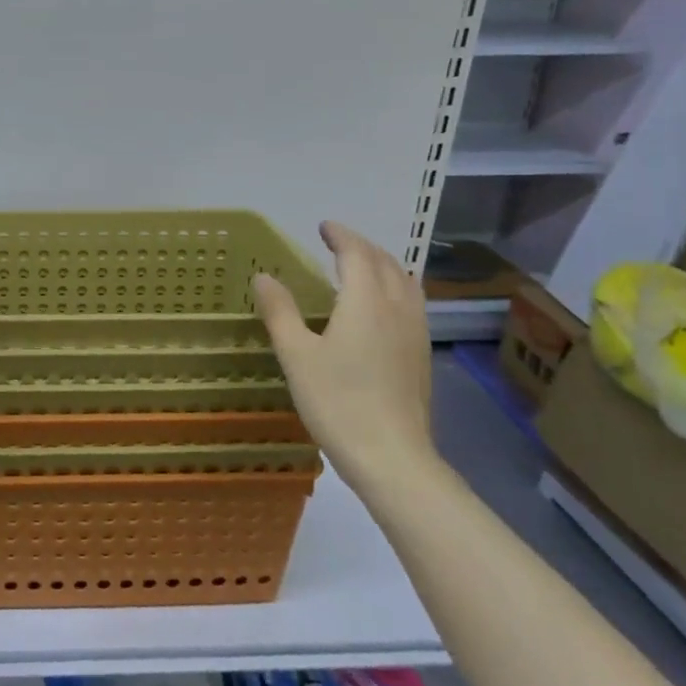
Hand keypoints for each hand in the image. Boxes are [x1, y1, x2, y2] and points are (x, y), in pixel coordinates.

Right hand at [253, 221, 434, 487]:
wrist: (392, 457)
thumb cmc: (338, 402)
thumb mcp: (296, 355)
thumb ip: (280, 311)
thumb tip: (264, 276)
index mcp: (367, 302)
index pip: (357, 253)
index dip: (341, 236)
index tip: (324, 227)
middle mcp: (398, 308)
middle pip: (386, 263)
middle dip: (362, 247)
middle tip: (338, 243)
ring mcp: (416, 333)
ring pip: (405, 282)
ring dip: (383, 265)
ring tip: (361, 268)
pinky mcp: (421, 355)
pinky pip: (412, 304)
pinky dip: (395, 288)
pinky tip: (380, 308)